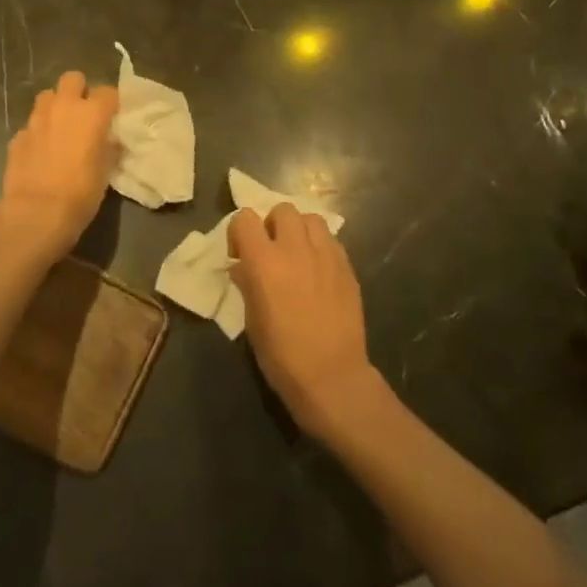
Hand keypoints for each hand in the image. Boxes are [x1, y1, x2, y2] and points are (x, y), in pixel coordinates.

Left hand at [0, 71, 119, 264]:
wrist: (36, 213)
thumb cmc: (81, 193)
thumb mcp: (106, 171)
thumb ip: (108, 147)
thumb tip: (108, 140)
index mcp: (92, 113)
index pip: (108, 91)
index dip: (111, 103)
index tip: (112, 117)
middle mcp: (63, 107)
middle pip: (73, 78)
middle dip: (79, 90)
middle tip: (83, 113)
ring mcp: (36, 119)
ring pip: (47, 96)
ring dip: (55, 106)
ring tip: (59, 128)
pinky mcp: (17, 136)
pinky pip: (31, 125)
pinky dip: (37, 133)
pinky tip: (40, 152)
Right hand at [230, 204, 377, 441]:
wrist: (331, 376)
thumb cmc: (281, 355)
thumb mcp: (252, 320)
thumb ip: (246, 284)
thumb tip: (243, 267)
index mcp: (264, 261)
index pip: (245, 218)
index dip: (240, 232)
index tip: (241, 253)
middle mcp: (294, 248)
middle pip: (282, 209)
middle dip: (273, 224)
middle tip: (272, 251)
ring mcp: (325, 254)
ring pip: (310, 218)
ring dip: (300, 230)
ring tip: (298, 254)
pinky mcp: (347, 266)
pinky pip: (331, 240)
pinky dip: (320, 246)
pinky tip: (318, 270)